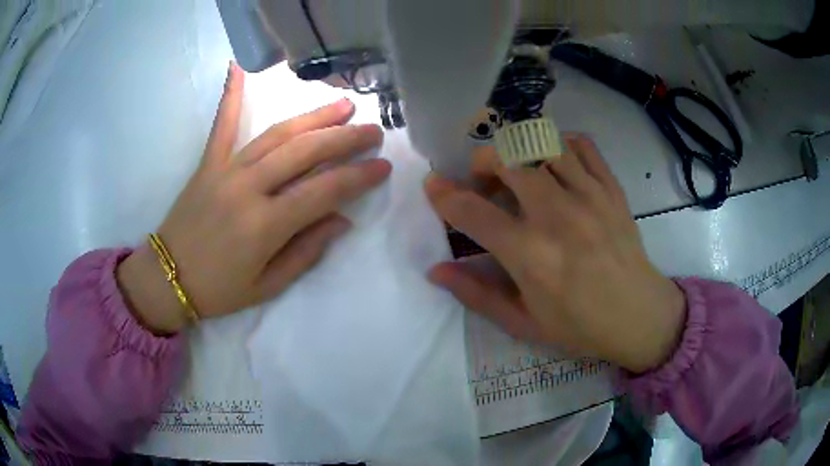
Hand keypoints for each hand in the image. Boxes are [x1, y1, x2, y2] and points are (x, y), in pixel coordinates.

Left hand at [117, 62, 390, 333]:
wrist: (168, 278)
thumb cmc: (220, 289)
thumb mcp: (268, 286)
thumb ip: (306, 252)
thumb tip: (341, 220)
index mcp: (266, 225)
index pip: (324, 191)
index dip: (358, 177)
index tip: (383, 166)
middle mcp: (249, 189)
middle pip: (306, 153)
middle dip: (345, 139)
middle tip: (373, 130)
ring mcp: (226, 170)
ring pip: (277, 134)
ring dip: (314, 117)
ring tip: (343, 104)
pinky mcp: (209, 163)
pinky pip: (222, 124)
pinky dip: (231, 94)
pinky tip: (237, 65)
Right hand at [425, 136, 685, 372]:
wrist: (638, 315)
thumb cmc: (579, 325)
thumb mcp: (522, 322)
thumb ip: (477, 294)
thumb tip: (437, 270)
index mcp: (531, 255)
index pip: (473, 212)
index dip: (444, 195)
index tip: (433, 186)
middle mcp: (557, 215)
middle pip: (507, 160)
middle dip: (483, 163)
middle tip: (485, 183)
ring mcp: (589, 196)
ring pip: (542, 144)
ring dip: (520, 151)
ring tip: (521, 172)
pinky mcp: (611, 188)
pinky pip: (582, 145)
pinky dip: (561, 144)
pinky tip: (556, 163)